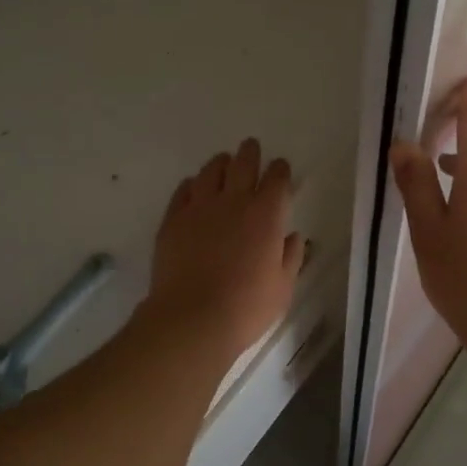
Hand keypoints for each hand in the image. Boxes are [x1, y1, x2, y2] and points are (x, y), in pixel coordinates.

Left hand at [145, 139, 303, 360]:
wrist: (192, 318)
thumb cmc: (246, 307)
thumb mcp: (282, 287)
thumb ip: (291, 257)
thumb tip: (293, 237)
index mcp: (266, 215)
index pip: (276, 179)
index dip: (280, 170)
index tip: (280, 168)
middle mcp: (234, 202)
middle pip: (243, 164)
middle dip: (250, 153)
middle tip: (251, 147)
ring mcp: (199, 208)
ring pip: (210, 171)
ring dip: (220, 163)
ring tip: (223, 162)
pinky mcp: (173, 220)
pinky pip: (183, 191)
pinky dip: (192, 184)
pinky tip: (193, 187)